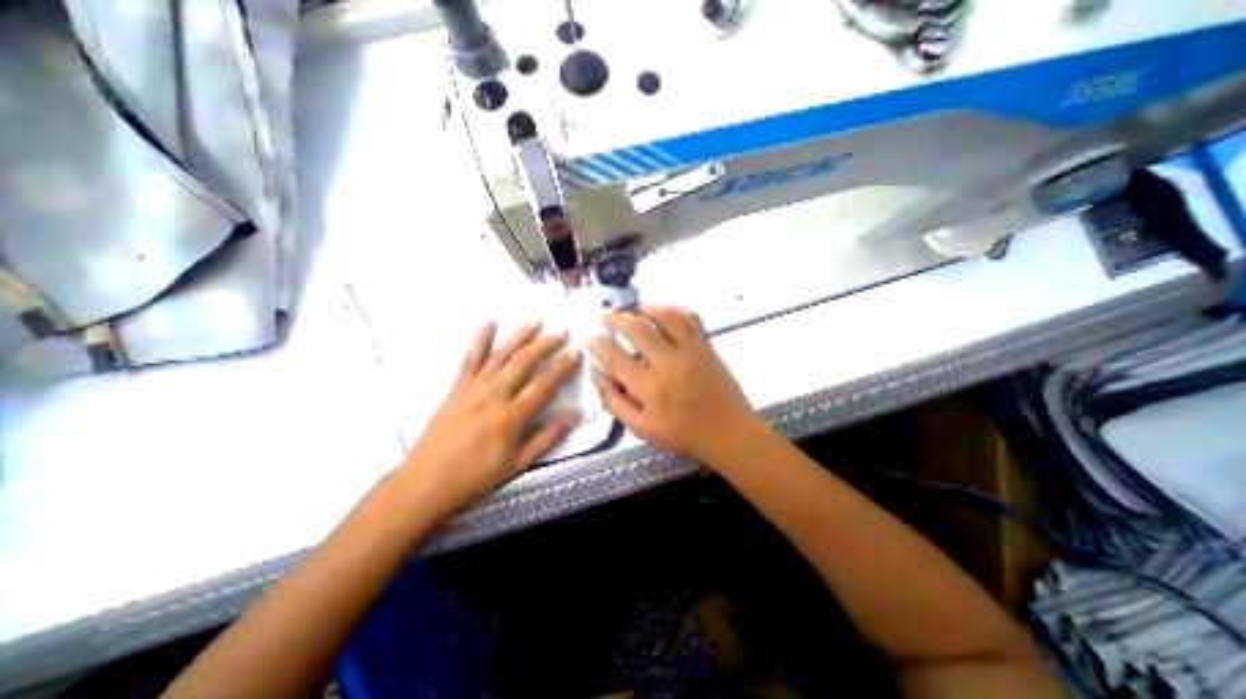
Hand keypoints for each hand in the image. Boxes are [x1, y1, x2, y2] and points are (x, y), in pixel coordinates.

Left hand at [394, 326, 584, 515]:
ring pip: (501, 355)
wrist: (426, 482)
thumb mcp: (519, 464)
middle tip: (562, 333)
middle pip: (524, 362)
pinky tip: (489, 324)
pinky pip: (470, 358)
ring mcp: (473, 388)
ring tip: (536, 323)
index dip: (562, 367)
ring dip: (520, 337)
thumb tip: (575, 415)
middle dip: (546, 345)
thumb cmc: (476, 476)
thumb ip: (548, 437)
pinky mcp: (457, 387)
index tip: (576, 352)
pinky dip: (480, 340)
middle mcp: (493, 395)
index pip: (544, 384)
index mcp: (511, 416)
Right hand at [589, 303, 763, 463]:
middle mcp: (668, 363)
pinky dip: (674, 309)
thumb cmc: (683, 435)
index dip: (598, 345)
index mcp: (650, 388)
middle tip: (605, 316)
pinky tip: (663, 310)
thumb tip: (599, 376)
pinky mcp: (706, 346)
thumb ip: (616, 403)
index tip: (591, 338)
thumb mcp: (642, 429)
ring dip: (644, 307)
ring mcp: (690, 351)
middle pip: (637, 329)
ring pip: (664, 316)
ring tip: (632, 308)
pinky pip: (690, 318)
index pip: (615, 358)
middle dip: (616, 318)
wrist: (728, 433)